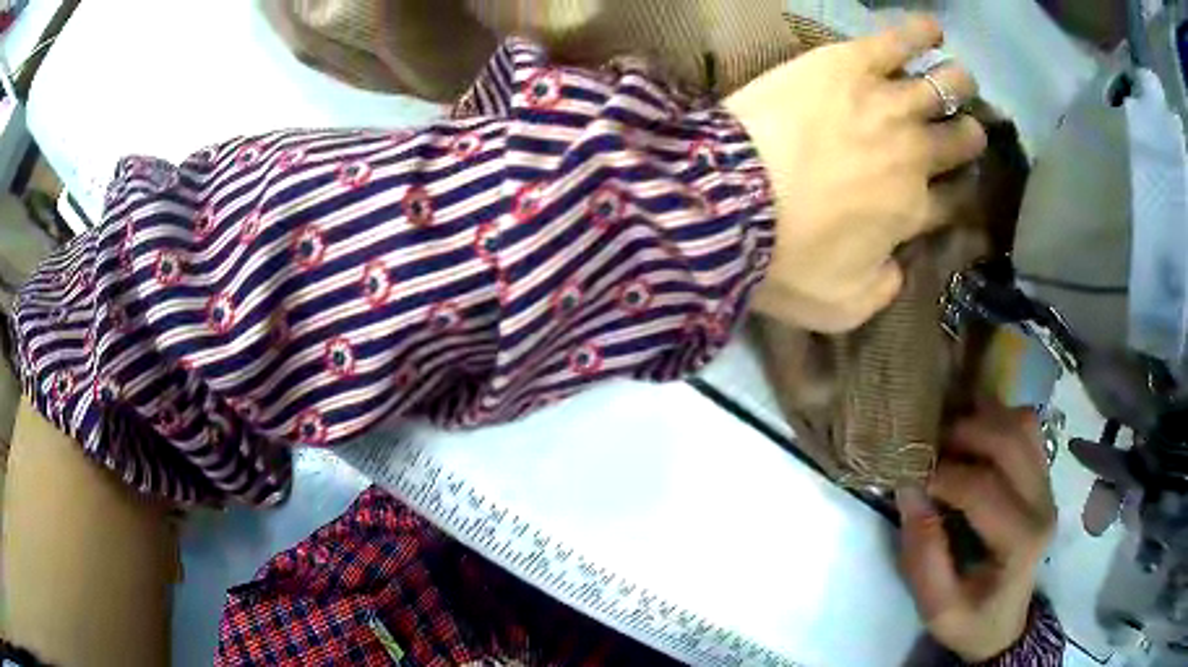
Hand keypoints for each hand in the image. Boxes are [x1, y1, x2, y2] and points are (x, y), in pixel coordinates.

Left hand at [724, 16, 985, 331]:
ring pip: (940, 89)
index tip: (960, 184)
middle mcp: (913, 156)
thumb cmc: (782, 261)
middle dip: (968, 137)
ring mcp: (887, 106)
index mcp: (911, 213)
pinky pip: (896, 41)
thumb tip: (898, 267)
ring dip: (958, 85)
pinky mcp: (849, 65)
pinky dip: (920, 32)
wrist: (729, 201)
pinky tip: (934, 28)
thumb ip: (879, 291)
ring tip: (963, 80)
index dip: (961, 193)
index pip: (953, 200)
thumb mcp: (838, 306)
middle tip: (968, 129)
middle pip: (957, 142)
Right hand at [896, 402, 1056, 662]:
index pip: (983, 488)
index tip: (910, 478)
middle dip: (963, 433)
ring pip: (1022, 423)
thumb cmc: (970, 620)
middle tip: (927, 447)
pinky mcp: (1043, 476)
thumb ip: (923, 557)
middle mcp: (1043, 503)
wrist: (1004, 624)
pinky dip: (999, 419)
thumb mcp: (937, 609)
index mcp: (1021, 541)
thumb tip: (909, 492)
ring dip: (983, 419)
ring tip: (950, 437)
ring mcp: (1047, 485)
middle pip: (1009, 440)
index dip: (943, 476)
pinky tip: (975, 436)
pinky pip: (1027, 428)